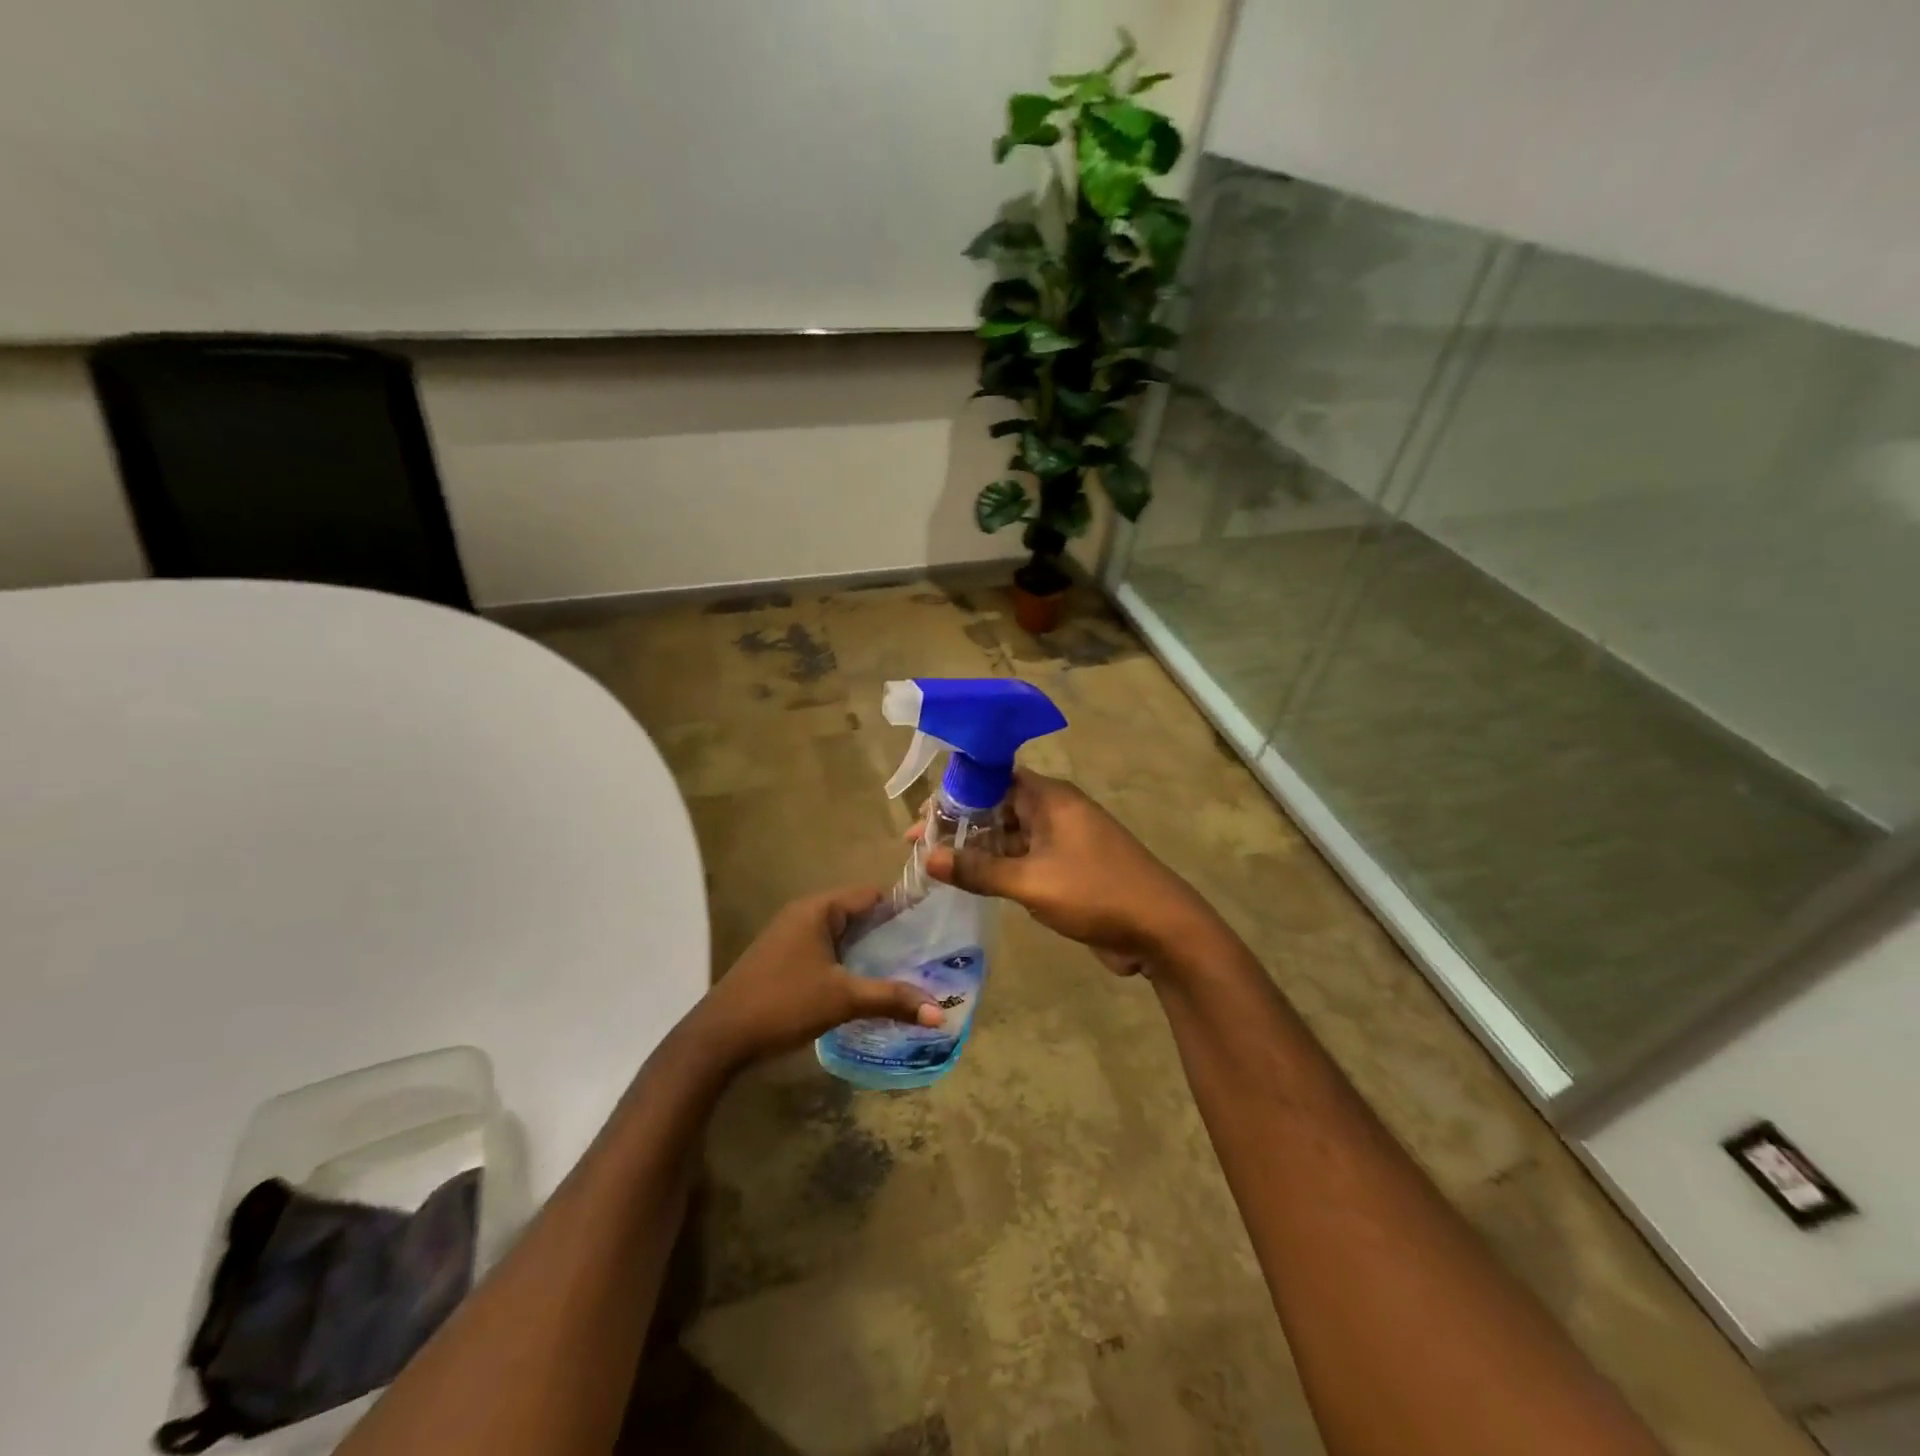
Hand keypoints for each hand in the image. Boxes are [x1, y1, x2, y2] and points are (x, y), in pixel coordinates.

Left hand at [688, 885, 942, 1071]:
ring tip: (908, 969)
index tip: (936, 924)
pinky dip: (849, 962)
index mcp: (818, 909)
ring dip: (870, 951)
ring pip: (842, 935)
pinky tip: (868, 985)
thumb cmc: (783, 1004)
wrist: (718, 1038)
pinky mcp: (784, 959)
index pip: (872, 894)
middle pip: (858, 913)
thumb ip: (892, 999)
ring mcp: (790, 936)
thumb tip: (939, 1014)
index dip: (904, 907)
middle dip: (891, 933)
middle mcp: (804, 914)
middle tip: (928, 953)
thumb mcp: (842, 1000)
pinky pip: (827, 950)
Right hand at [922, 770, 1218, 974]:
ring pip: (1010, 835)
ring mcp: (1063, 840)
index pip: (991, 780)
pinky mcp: (1068, 868)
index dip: (954, 795)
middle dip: (959, 824)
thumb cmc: (1096, 892)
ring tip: (936, 865)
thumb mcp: (1032, 881)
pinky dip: (999, 867)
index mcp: (1049, 798)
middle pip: (997, 807)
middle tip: (919, 847)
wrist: (1161, 929)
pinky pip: (1024, 859)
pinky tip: (972, 882)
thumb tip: (929, 858)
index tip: (921, 820)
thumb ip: (979, 869)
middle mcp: (1055, 811)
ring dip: (977, 848)